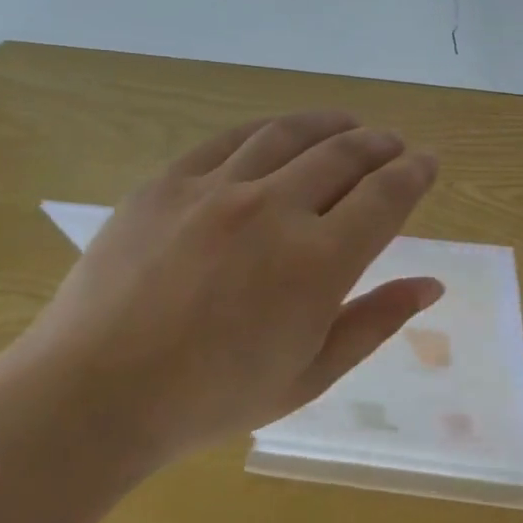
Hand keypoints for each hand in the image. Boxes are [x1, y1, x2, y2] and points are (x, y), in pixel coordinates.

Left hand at [12, 112, 442, 469]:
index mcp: (318, 262)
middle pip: (345, 155)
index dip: (415, 173)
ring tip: (348, 126)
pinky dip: (269, 130)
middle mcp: (274, 210)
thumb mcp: (311, 373)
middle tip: (394, 145)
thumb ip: (377, 321)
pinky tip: (280, 134)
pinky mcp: (167, 183)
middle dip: (380, 145)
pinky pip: (231, 139)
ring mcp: (216, 190)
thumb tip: (432, 284)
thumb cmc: (212, 397)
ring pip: (290, 135)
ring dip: (331, 125)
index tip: (429, 162)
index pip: (386, 196)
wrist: (91, 396)